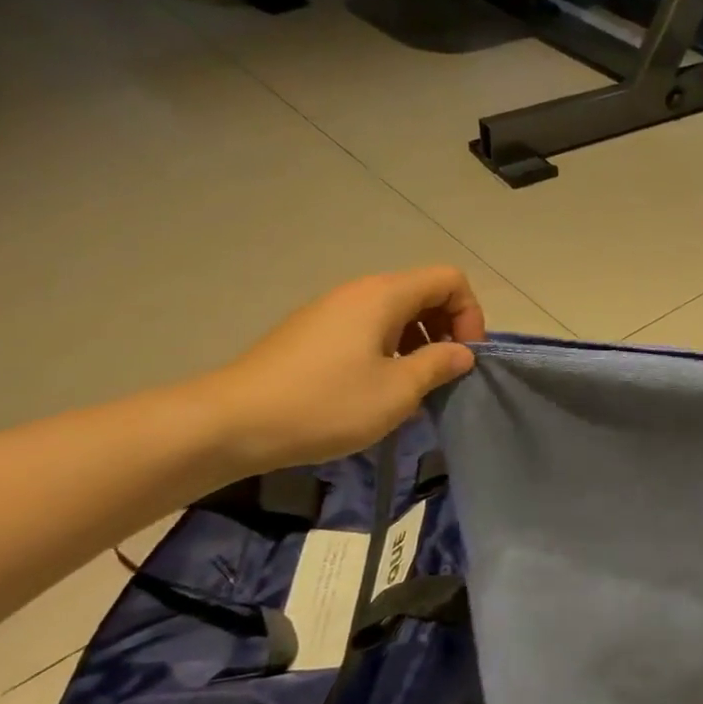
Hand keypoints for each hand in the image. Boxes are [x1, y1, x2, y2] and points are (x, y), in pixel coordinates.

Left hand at [198, 267, 485, 471]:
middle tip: (445, 376)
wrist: (232, 423)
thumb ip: (439, 365)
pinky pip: (367, 331)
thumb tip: (463, 352)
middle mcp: (359, 293)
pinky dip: (388, 354)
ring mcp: (331, 312)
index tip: (465, 358)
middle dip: (446, 330)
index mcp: (384, 296)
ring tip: (414, 391)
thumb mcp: (398, 391)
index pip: (449, 280)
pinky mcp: (312, 335)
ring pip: (395, 315)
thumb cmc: (326, 403)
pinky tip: (377, 394)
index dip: (470, 315)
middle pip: (423, 294)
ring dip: (418, 346)